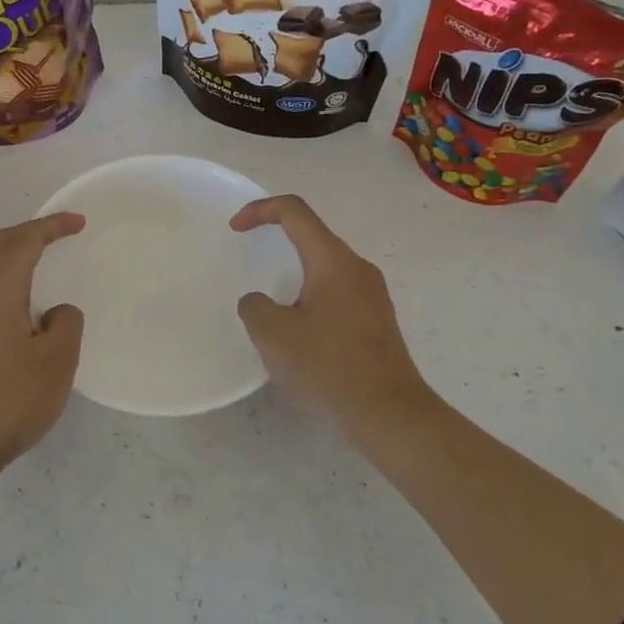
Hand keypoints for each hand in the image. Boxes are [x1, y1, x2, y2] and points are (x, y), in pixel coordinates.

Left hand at [0, 213, 86, 471]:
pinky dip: (11, 284)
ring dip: (18, 258)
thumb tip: (56, 311)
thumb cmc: (9, 399)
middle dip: (31, 233)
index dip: (51, 226)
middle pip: (0, 248)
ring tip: (46, 266)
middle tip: (62, 234)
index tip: (78, 222)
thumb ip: (66, 324)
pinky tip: (26, 310)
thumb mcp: (57, 361)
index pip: (23, 241)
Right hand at [231, 195, 431, 428]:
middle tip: (251, 257)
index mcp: (333, 260)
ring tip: (272, 302)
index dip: (260, 210)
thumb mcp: (272, 333)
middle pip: (313, 236)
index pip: (294, 212)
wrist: (388, 413)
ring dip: (296, 272)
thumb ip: (254, 306)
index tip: (235, 229)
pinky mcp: (378, 320)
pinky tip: (300, 331)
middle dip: (278, 238)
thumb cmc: (327, 365)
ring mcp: (373, 295)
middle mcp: (358, 268)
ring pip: (326, 266)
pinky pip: (338, 293)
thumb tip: (260, 302)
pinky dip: (312, 296)